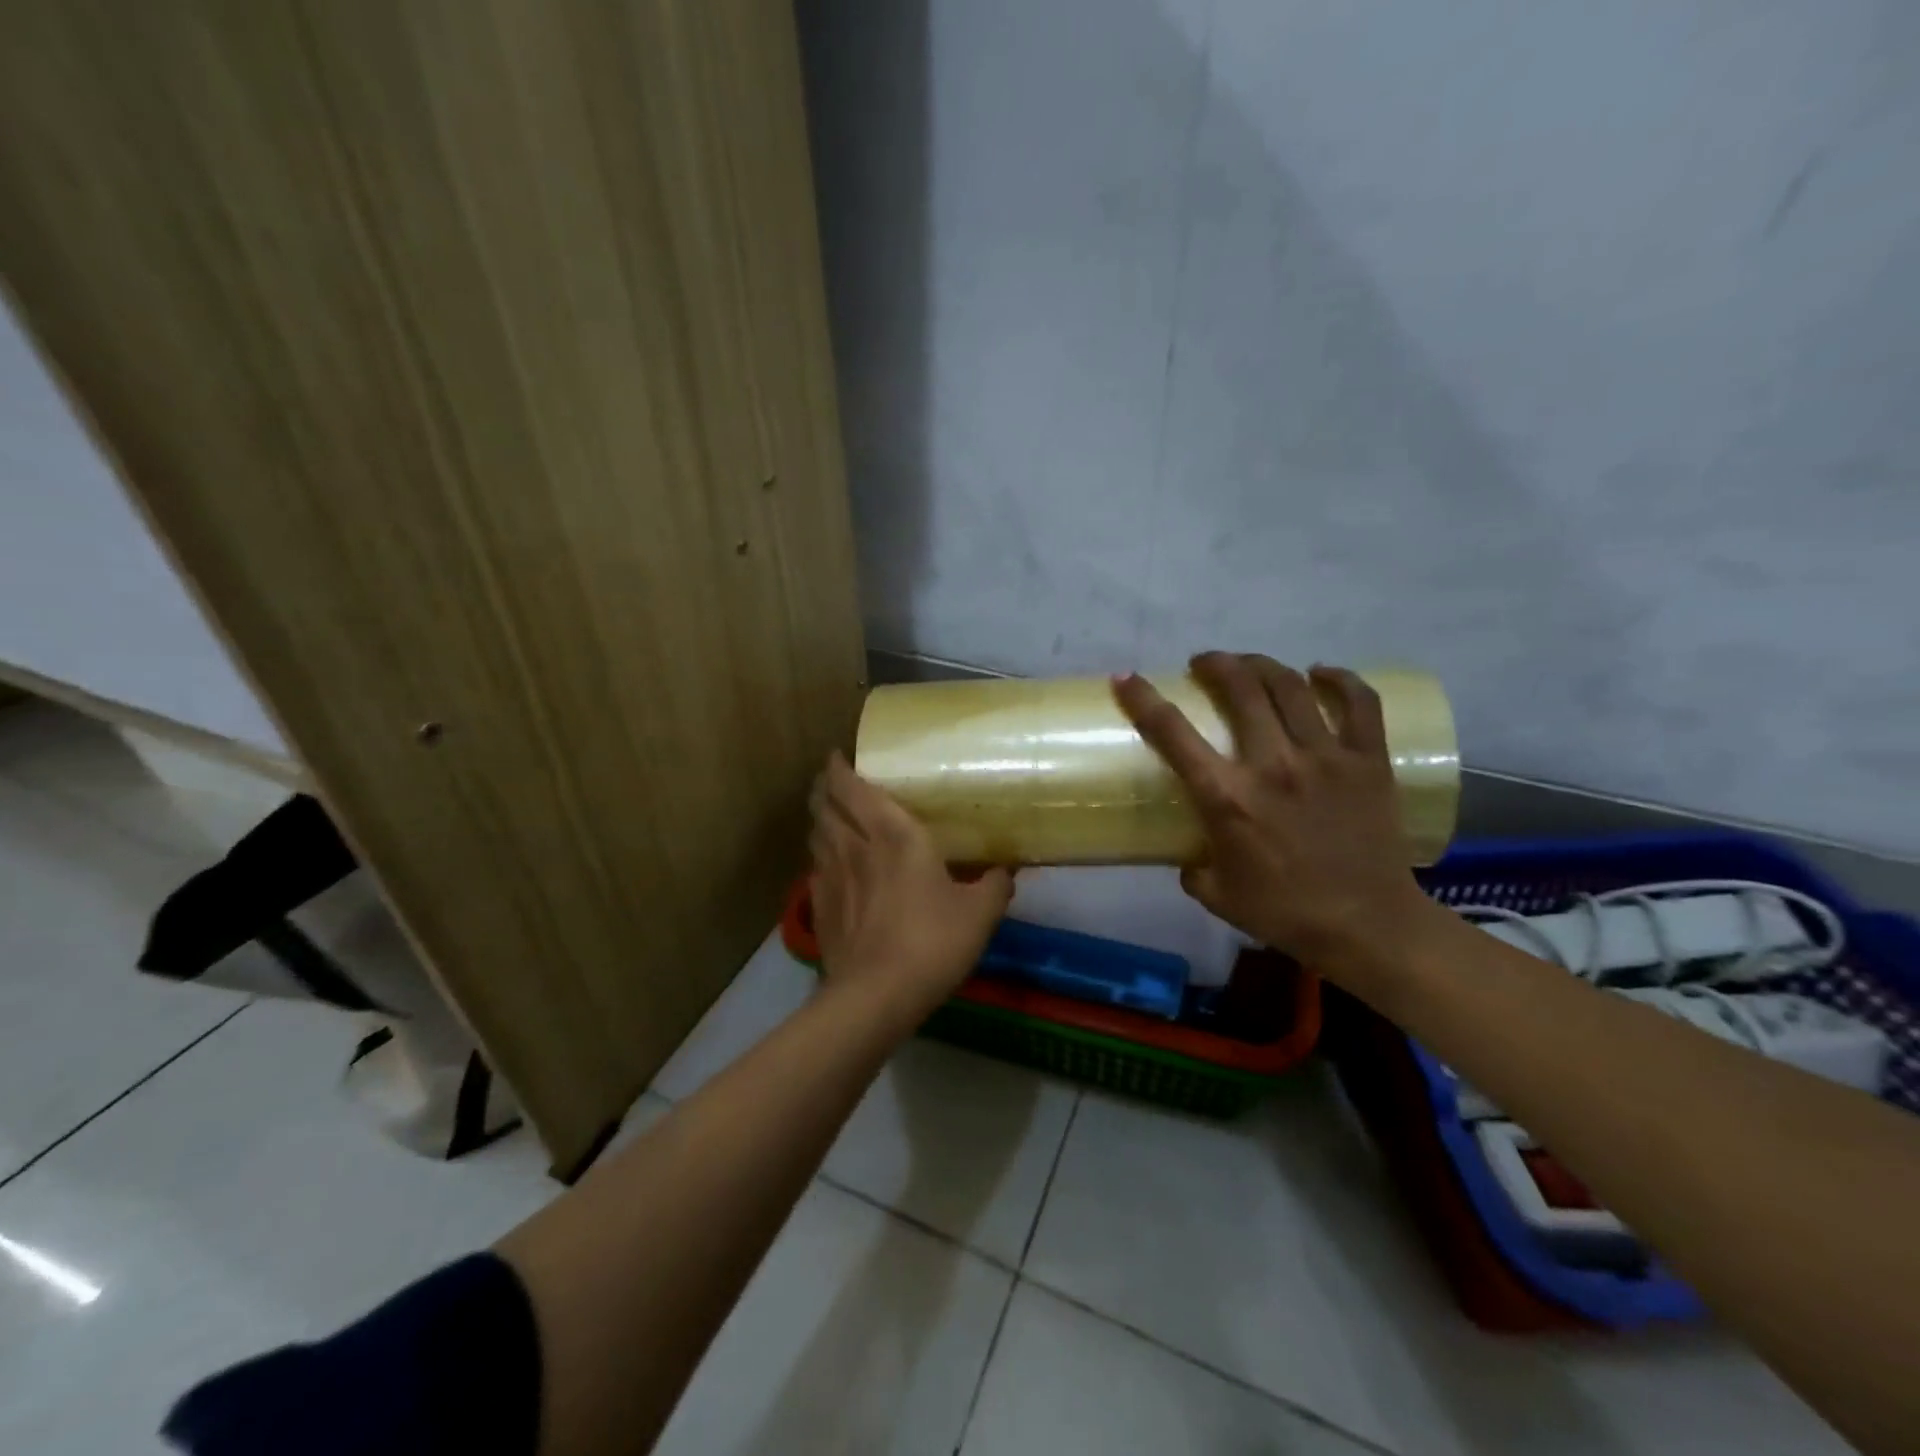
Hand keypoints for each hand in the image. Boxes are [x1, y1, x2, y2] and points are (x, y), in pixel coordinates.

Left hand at [808, 752, 1013, 1025]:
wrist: (876, 995)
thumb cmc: (932, 942)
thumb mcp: (979, 914)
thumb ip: (995, 886)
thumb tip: (1007, 871)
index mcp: (893, 835)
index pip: (853, 788)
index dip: (840, 768)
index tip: (839, 756)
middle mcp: (855, 847)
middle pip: (825, 805)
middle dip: (823, 787)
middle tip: (833, 781)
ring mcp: (830, 877)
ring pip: (816, 834)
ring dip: (819, 818)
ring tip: (830, 815)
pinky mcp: (819, 907)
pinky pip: (815, 868)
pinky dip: (820, 856)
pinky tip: (830, 865)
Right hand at [1113, 653, 1433, 981]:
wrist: (1368, 927)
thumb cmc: (1284, 912)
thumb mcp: (1215, 893)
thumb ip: (1191, 865)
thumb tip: (1186, 849)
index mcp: (1228, 798)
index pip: (1173, 733)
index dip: (1143, 699)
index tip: (1127, 678)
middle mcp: (1273, 765)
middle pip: (1241, 688)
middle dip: (1215, 664)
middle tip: (1204, 664)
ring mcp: (1326, 758)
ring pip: (1291, 686)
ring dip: (1262, 664)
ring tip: (1250, 664)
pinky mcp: (1369, 761)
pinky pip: (1359, 703)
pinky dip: (1339, 679)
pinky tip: (1321, 673)